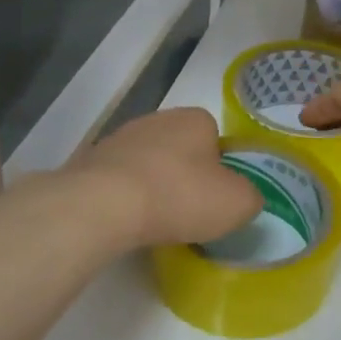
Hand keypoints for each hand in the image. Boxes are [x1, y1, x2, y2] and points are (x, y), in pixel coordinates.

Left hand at [65, 107, 262, 249]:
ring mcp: (119, 138)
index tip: (215, 196)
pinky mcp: (91, 161)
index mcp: (194, 119)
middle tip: (188, 209)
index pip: (214, 136)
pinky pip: (118, 180)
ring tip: (156, 220)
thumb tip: (244, 197)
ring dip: (153, 185)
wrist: (105, 204)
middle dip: (184, 174)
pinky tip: (127, 220)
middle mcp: (157, 119)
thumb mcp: (237, 203)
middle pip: (180, 148)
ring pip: (147, 163)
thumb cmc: (180, 196)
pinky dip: (125, 197)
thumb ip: (250, 196)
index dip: (219, 166)